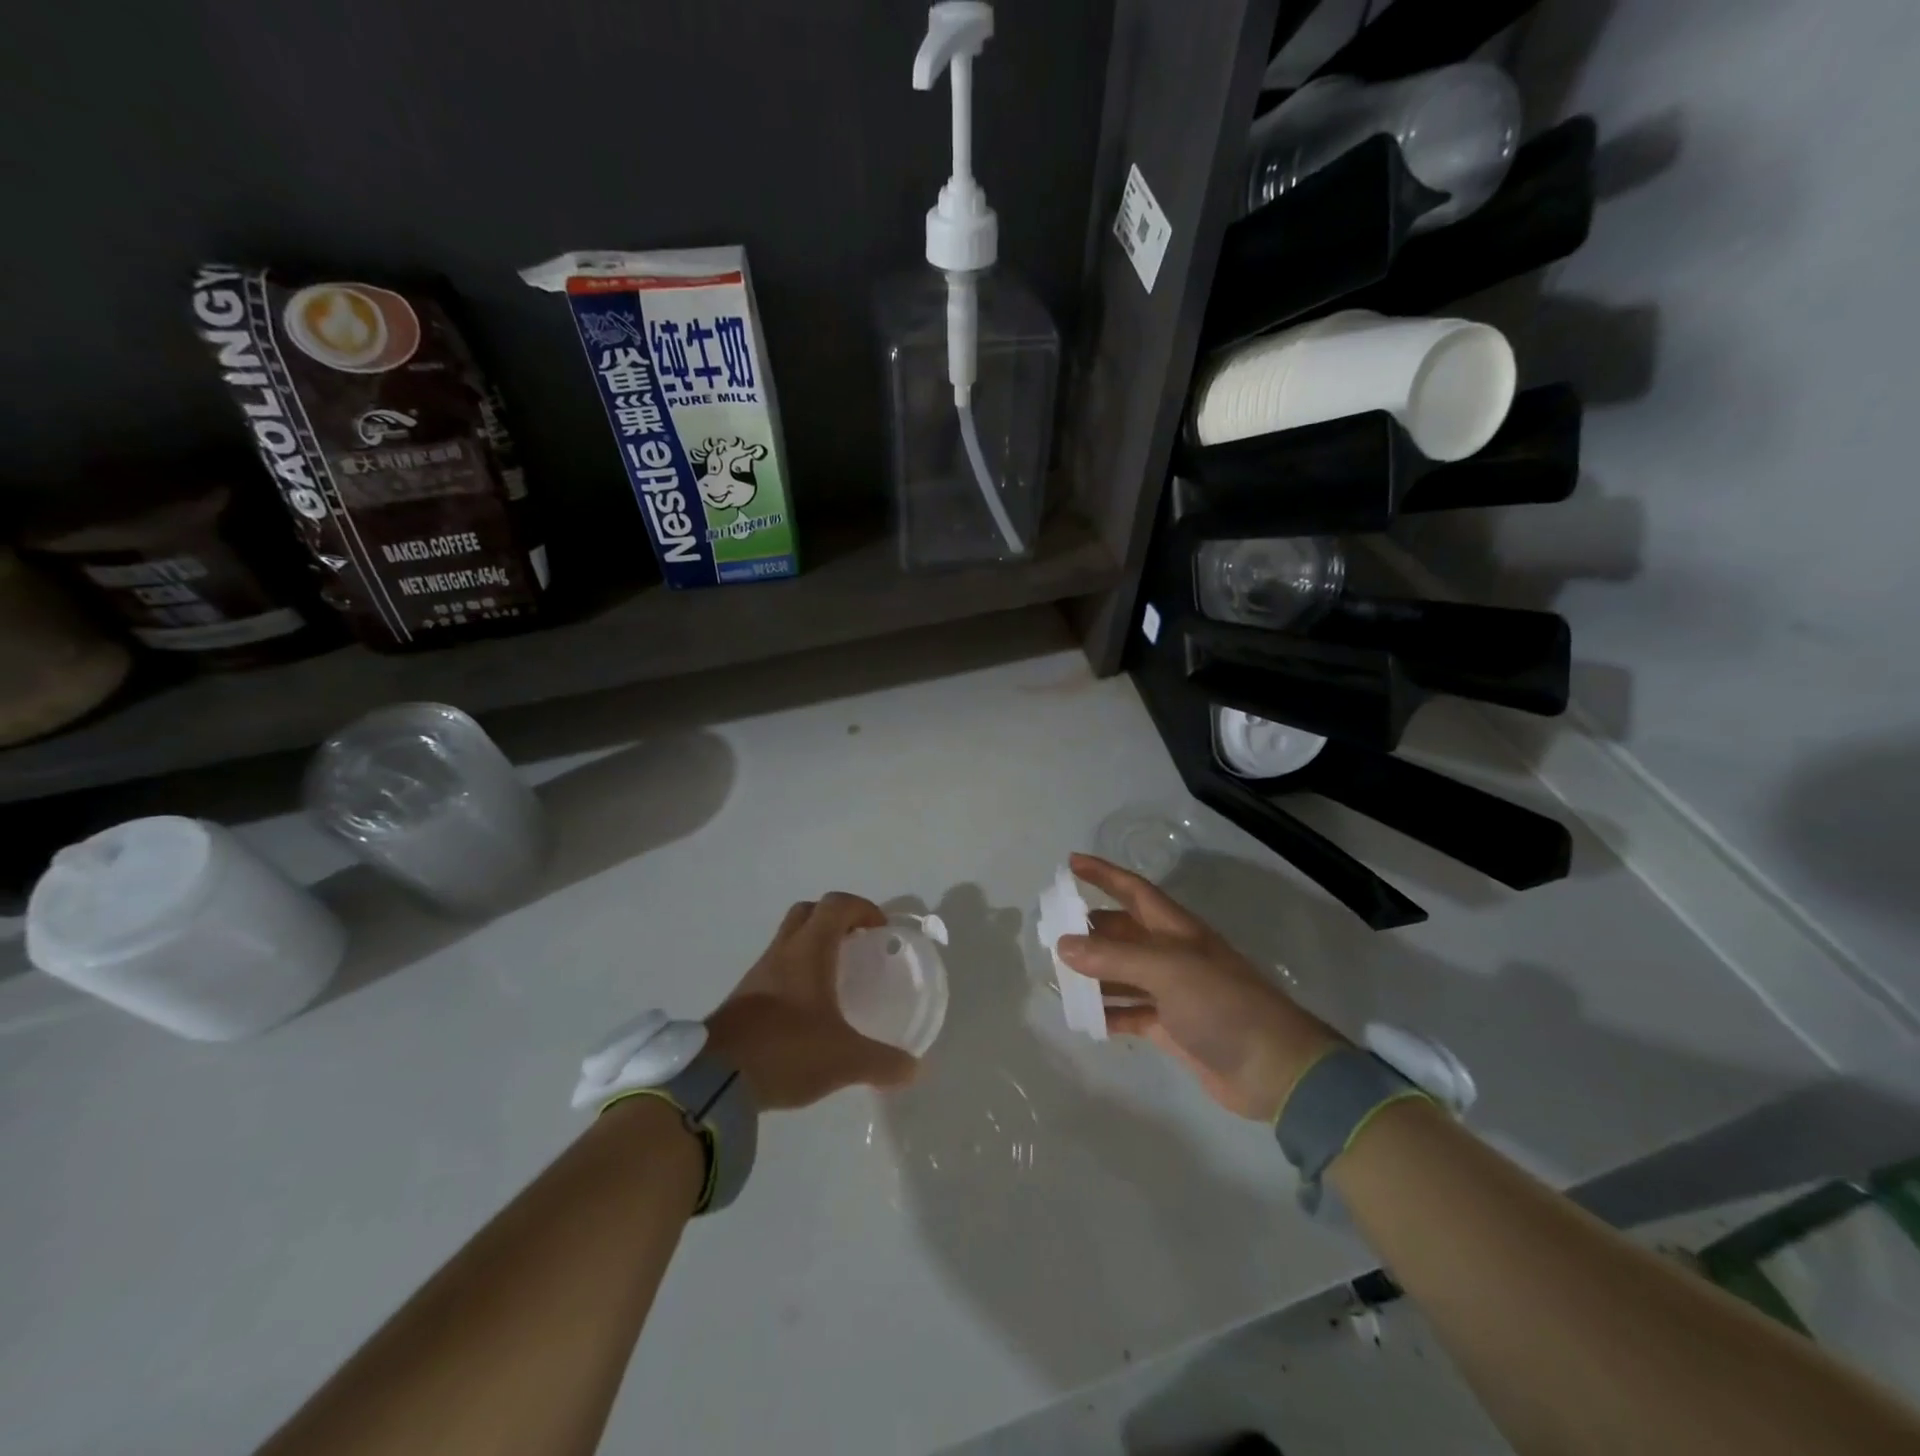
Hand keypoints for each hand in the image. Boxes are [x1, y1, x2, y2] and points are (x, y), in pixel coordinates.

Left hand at [704, 893, 919, 1109]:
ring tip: (834, 977)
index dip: (862, 908)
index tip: (880, 929)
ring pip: (788, 940)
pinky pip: (775, 969)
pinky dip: (794, 973)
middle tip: (856, 944)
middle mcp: (782, 952)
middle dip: (835, 919)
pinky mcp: (742, 998)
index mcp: (809, 951)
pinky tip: (806, 1009)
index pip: (836, 905)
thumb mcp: (844, 1060)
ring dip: (812, 946)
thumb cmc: (787, 1051)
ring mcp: (757, 974)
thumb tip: (913, 1069)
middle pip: (808, 912)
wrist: (715, 1080)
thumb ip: (882, 1063)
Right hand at [1056, 853, 1344, 1120]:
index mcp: (1175, 929)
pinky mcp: (1171, 1027)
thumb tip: (1063, 945)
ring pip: (1122, 974)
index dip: (1104, 874)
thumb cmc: (1222, 1003)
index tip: (1070, 863)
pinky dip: (1107, 1013)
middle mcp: (1172, 954)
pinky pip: (1129, 1013)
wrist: (1273, 1068)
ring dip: (1093, 973)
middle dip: (1089, 929)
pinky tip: (1083, 1017)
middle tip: (1051, 932)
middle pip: (1122, 932)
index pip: (1133, 890)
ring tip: (1056, 976)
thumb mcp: (1167, 970)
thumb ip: (1113, 957)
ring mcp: (1171, 992)